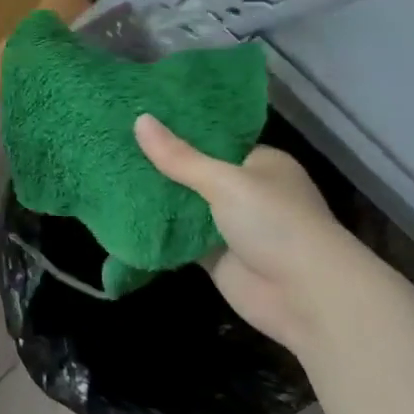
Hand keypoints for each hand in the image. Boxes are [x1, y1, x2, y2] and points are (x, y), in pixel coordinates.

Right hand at [134, 113, 372, 352]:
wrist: (304, 295)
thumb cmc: (275, 223)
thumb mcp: (225, 182)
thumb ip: (180, 157)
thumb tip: (139, 119)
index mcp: (260, 164)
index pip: (214, 140)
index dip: (179, 131)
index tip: (139, 117)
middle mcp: (246, 192)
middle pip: (195, 173)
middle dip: (160, 165)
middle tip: (114, 145)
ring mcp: (229, 226)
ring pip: (185, 206)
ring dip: (156, 197)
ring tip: (109, 173)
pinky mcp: (214, 256)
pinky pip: (179, 237)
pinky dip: (157, 229)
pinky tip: (121, 213)